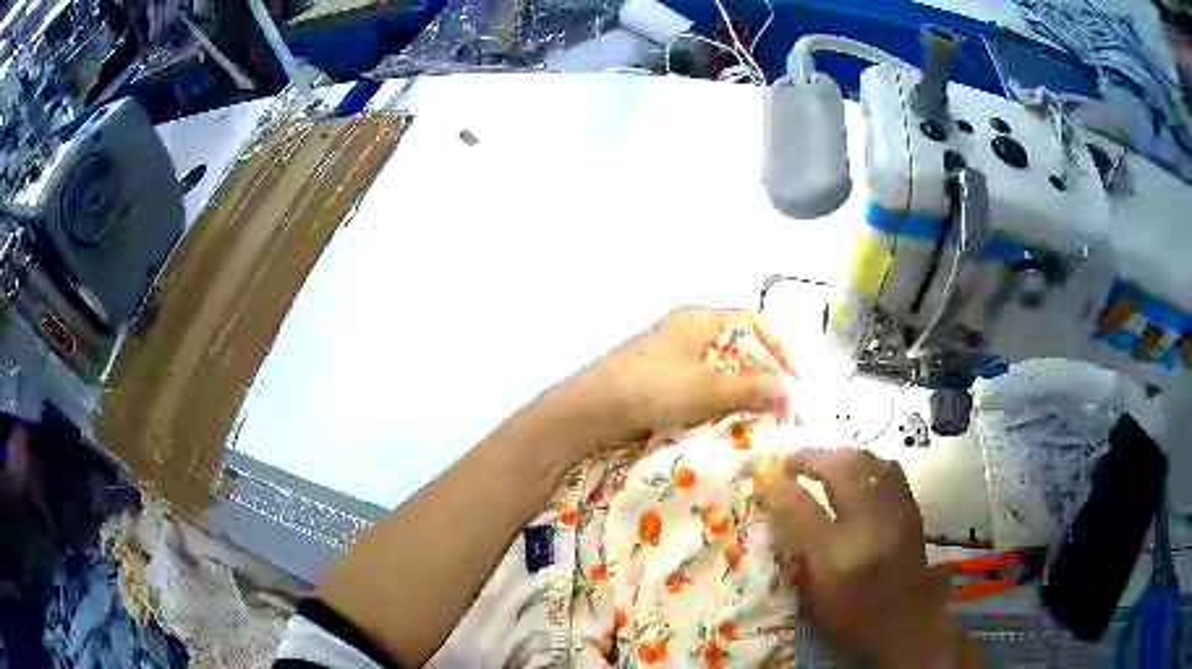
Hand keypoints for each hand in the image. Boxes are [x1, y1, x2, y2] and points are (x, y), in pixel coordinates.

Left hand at [564, 308, 793, 448]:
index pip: (756, 323)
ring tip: (768, 420)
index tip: (800, 381)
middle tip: (788, 409)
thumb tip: (795, 394)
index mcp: (700, 320)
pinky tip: (735, 424)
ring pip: (726, 373)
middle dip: (769, 376)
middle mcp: (689, 333)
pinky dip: (726, 405)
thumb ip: (754, 387)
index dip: (784, 348)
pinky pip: (707, 390)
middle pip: (743, 349)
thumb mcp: (707, 387)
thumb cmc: (650, 388)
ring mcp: (675, 360)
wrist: (590, 412)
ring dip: (749, 394)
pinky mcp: (665, 385)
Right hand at [756, 450, 978, 667]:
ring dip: (838, 456)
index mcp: (838, 558)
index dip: (779, 486)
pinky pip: (887, 469)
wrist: (908, 620)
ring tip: (820, 463)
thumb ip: (796, 554)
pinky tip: (854, 472)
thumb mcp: (814, 597)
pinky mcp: (911, 507)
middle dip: (811, 457)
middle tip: (790, 461)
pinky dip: (865, 463)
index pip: (803, 510)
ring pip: (867, 461)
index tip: (761, 473)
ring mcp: (895, 512)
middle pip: (841, 470)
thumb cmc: (854, 617)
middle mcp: (870, 526)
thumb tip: (777, 512)